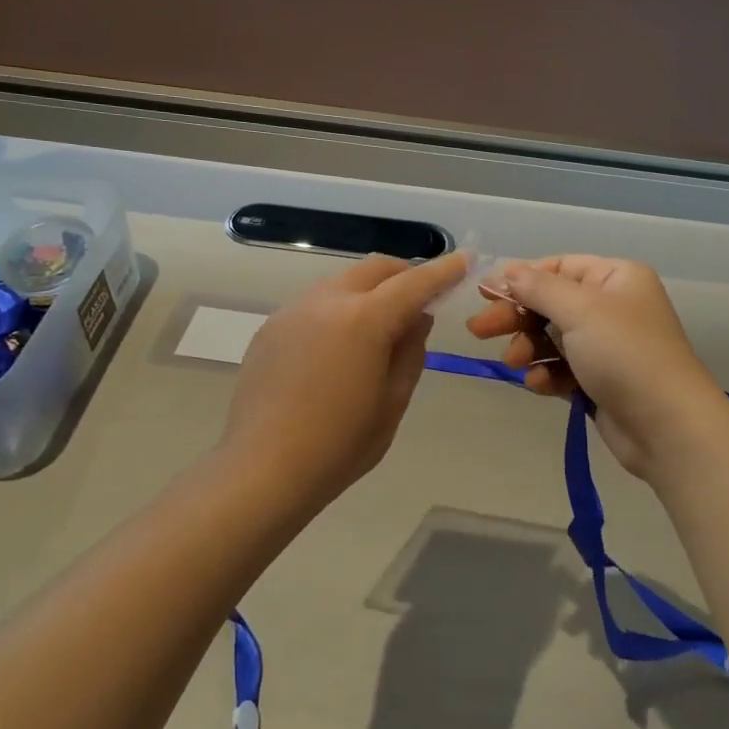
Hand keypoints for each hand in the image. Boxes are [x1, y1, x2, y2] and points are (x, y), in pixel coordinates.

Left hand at [221, 251, 466, 506]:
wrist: (263, 469)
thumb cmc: (340, 444)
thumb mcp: (393, 402)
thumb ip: (410, 352)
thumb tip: (416, 319)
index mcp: (364, 320)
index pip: (414, 283)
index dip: (443, 270)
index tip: (465, 259)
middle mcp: (327, 302)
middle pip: (374, 269)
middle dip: (404, 274)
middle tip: (422, 298)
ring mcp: (293, 311)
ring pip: (342, 282)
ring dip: (369, 291)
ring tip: (379, 325)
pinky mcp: (271, 327)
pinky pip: (315, 303)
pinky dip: (339, 308)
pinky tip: (339, 345)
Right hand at [465, 256, 728, 477]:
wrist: (668, 427)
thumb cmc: (625, 354)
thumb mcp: (580, 310)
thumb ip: (539, 288)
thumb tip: (508, 270)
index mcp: (616, 278)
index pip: (559, 267)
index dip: (522, 279)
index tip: (486, 294)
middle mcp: (613, 307)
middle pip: (551, 304)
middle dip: (517, 317)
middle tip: (478, 330)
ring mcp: (607, 346)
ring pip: (552, 338)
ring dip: (529, 348)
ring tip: (514, 363)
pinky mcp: (600, 381)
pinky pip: (562, 368)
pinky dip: (547, 374)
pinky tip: (538, 384)